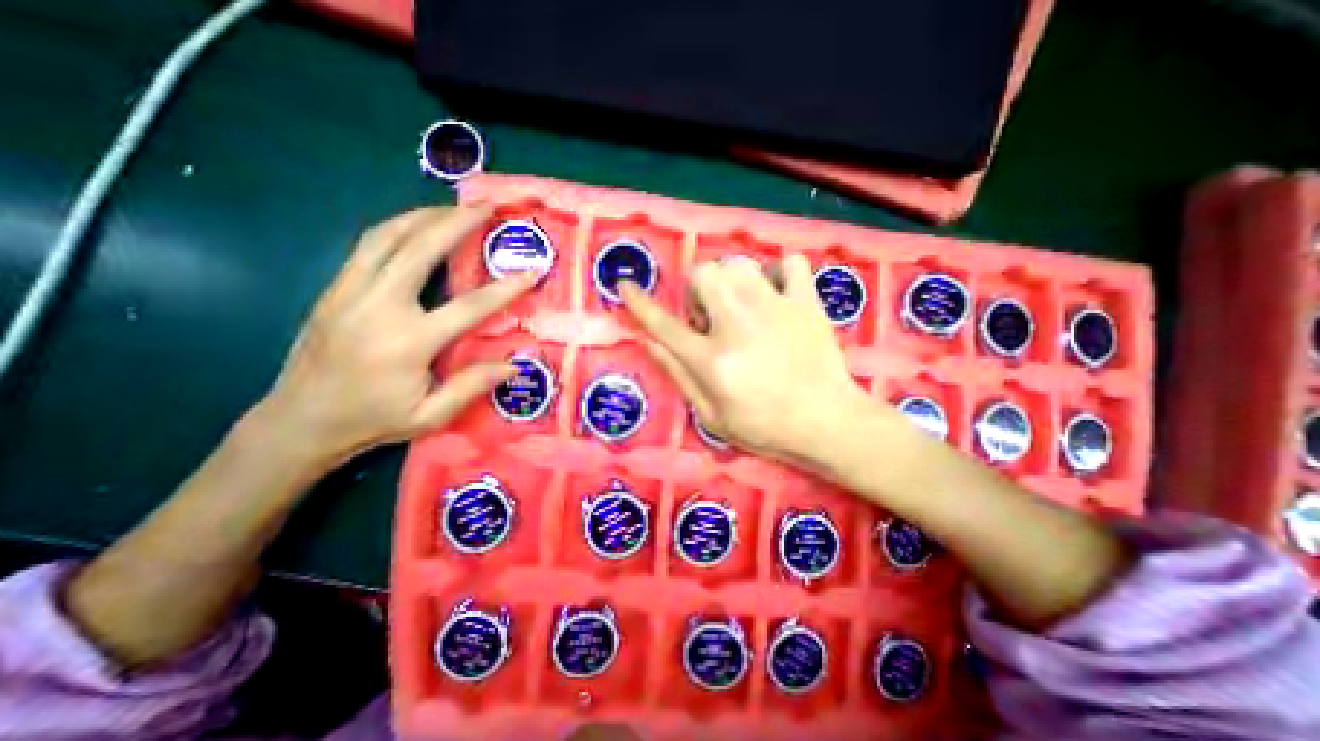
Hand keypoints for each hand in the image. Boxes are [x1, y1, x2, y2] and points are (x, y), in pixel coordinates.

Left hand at [255, 206, 531, 465]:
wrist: (299, 421)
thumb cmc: (373, 420)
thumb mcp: (430, 415)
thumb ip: (473, 385)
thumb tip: (515, 365)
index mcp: (409, 342)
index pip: (470, 306)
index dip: (506, 287)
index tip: (532, 269)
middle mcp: (378, 307)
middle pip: (420, 250)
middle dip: (456, 223)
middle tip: (485, 206)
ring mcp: (350, 292)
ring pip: (387, 237)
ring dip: (423, 216)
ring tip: (453, 207)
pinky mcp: (334, 289)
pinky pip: (368, 246)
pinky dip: (397, 228)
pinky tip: (415, 226)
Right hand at [626, 251, 872, 463]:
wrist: (828, 423)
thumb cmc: (765, 427)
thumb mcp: (711, 415)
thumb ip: (677, 374)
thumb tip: (647, 341)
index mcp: (712, 360)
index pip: (663, 324)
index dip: (638, 302)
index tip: (625, 284)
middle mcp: (737, 325)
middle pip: (703, 274)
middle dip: (698, 289)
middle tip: (712, 315)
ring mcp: (775, 308)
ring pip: (739, 263)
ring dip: (732, 280)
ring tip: (743, 304)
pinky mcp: (805, 303)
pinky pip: (788, 263)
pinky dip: (778, 272)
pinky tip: (778, 294)